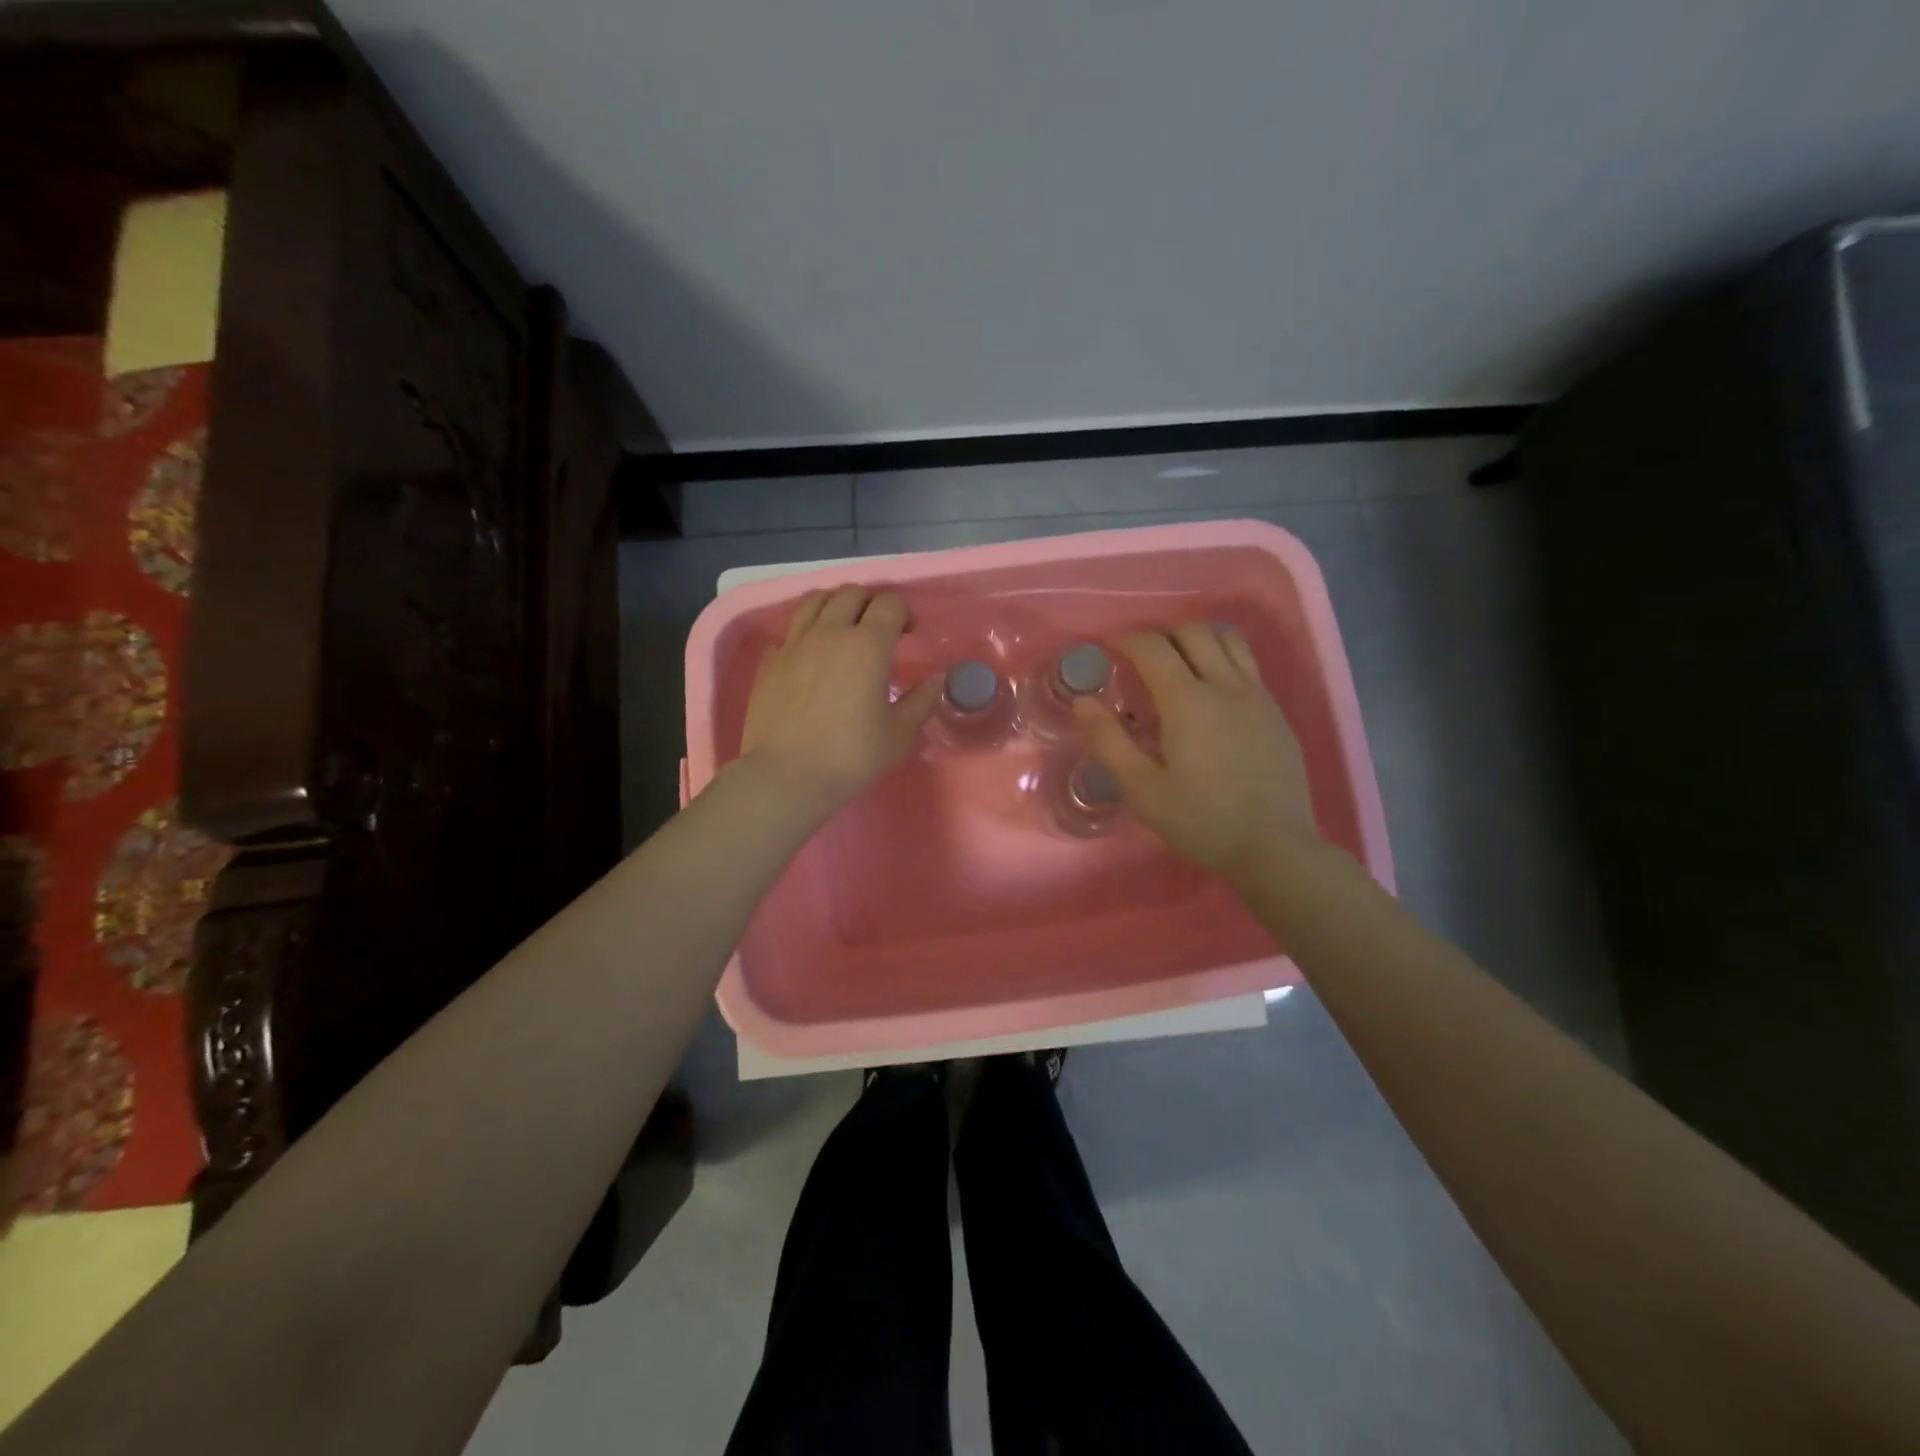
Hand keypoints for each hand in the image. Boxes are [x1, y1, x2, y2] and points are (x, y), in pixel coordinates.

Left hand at [739, 585, 939, 816]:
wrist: (786, 776)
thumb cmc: (851, 756)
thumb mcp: (899, 734)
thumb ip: (922, 701)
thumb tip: (938, 679)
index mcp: (868, 645)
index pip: (890, 603)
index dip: (904, 613)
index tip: (909, 634)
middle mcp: (830, 632)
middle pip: (851, 593)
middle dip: (870, 603)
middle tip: (877, 630)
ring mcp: (794, 643)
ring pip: (814, 600)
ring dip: (834, 606)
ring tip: (841, 629)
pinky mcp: (769, 660)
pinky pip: (789, 631)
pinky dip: (804, 633)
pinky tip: (809, 656)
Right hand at [1073, 623, 1319, 884]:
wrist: (1275, 849)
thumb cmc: (1201, 821)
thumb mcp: (1141, 789)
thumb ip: (1108, 741)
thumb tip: (1083, 702)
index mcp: (1188, 701)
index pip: (1153, 647)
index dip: (1126, 639)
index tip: (1108, 646)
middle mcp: (1226, 686)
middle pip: (1193, 632)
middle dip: (1161, 633)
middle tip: (1140, 657)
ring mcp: (1258, 697)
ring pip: (1229, 640)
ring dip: (1197, 638)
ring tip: (1178, 661)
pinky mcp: (1277, 714)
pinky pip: (1248, 665)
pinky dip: (1223, 659)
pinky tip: (1212, 693)